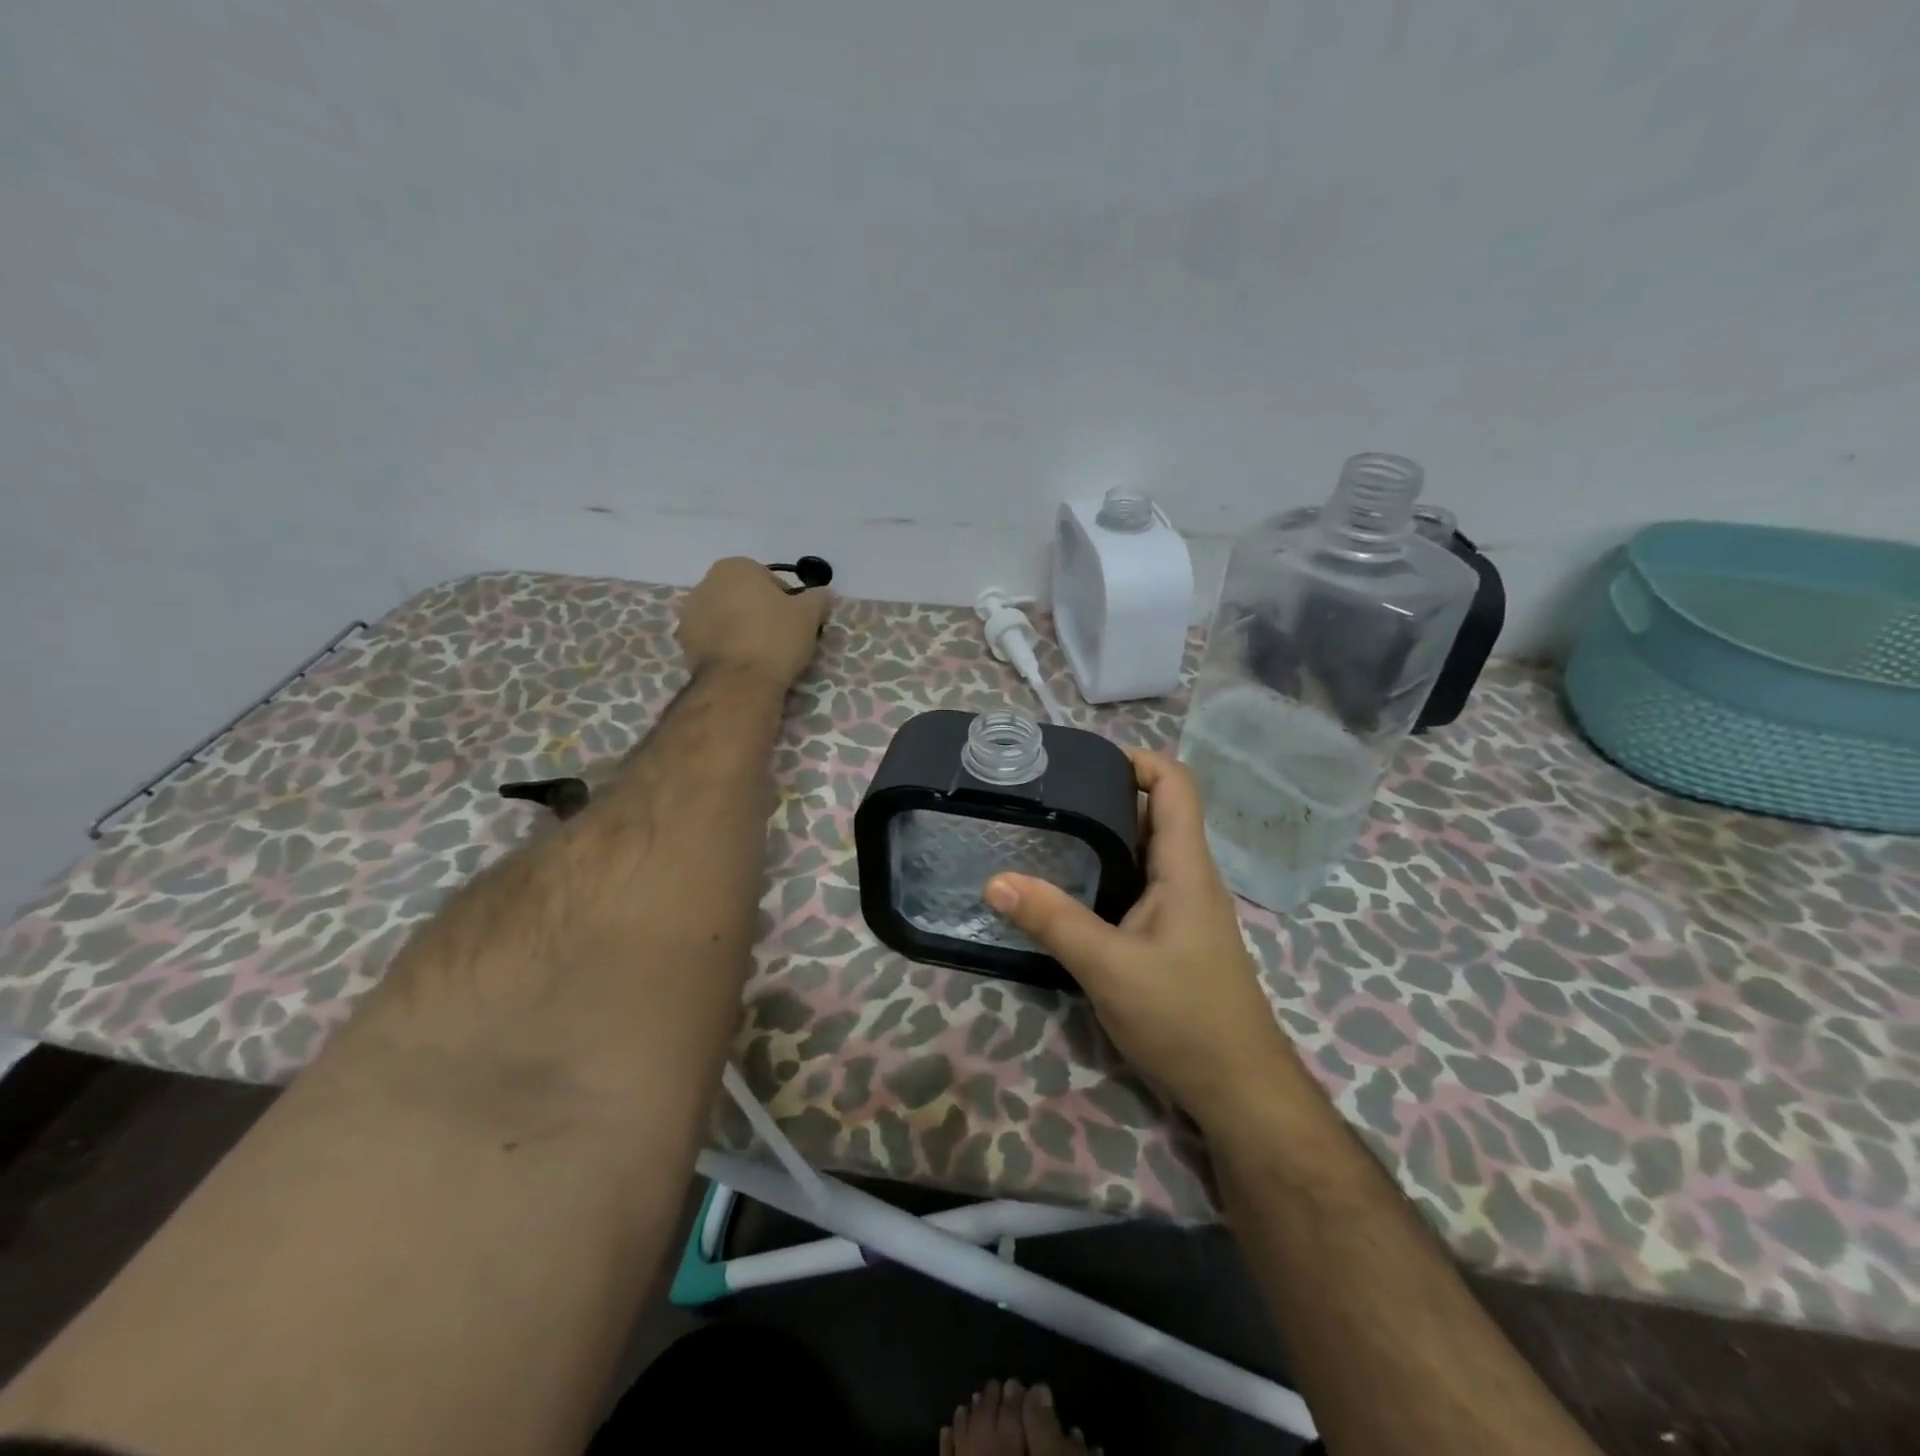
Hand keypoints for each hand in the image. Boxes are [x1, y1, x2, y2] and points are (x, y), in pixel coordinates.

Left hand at [676, 557, 832, 688]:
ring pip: (727, 618)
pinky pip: (713, 639)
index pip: (770, 580)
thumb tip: (824, 593)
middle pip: (744, 597)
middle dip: (760, 612)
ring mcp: (690, 614)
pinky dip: (727, 646)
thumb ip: (818, 598)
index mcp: (735, 567)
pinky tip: (743, 664)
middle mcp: (705, 583)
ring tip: (761, 654)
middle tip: (781, 638)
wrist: (739, 682)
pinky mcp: (683, 643)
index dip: (788, 601)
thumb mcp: (809, 615)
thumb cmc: (775, 638)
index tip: (796, 622)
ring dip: (741, 629)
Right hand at [985, 750, 1293, 1127]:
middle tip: (1049, 797)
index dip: (1139, 760)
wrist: (1239, 1089)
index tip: (1084, 762)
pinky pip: (1141, 884)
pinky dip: (1108, 871)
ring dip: (1105, 835)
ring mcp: (1185, 908)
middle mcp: (1190, 877)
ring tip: (1050, 832)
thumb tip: (995, 880)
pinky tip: (1071, 889)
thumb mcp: (1108, 967)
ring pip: (1145, 851)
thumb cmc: (1184, 1018)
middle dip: (1108, 795)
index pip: (1177, 784)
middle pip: (1156, 812)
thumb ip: (1053, 921)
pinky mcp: (1174, 936)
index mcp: (1185, 868)